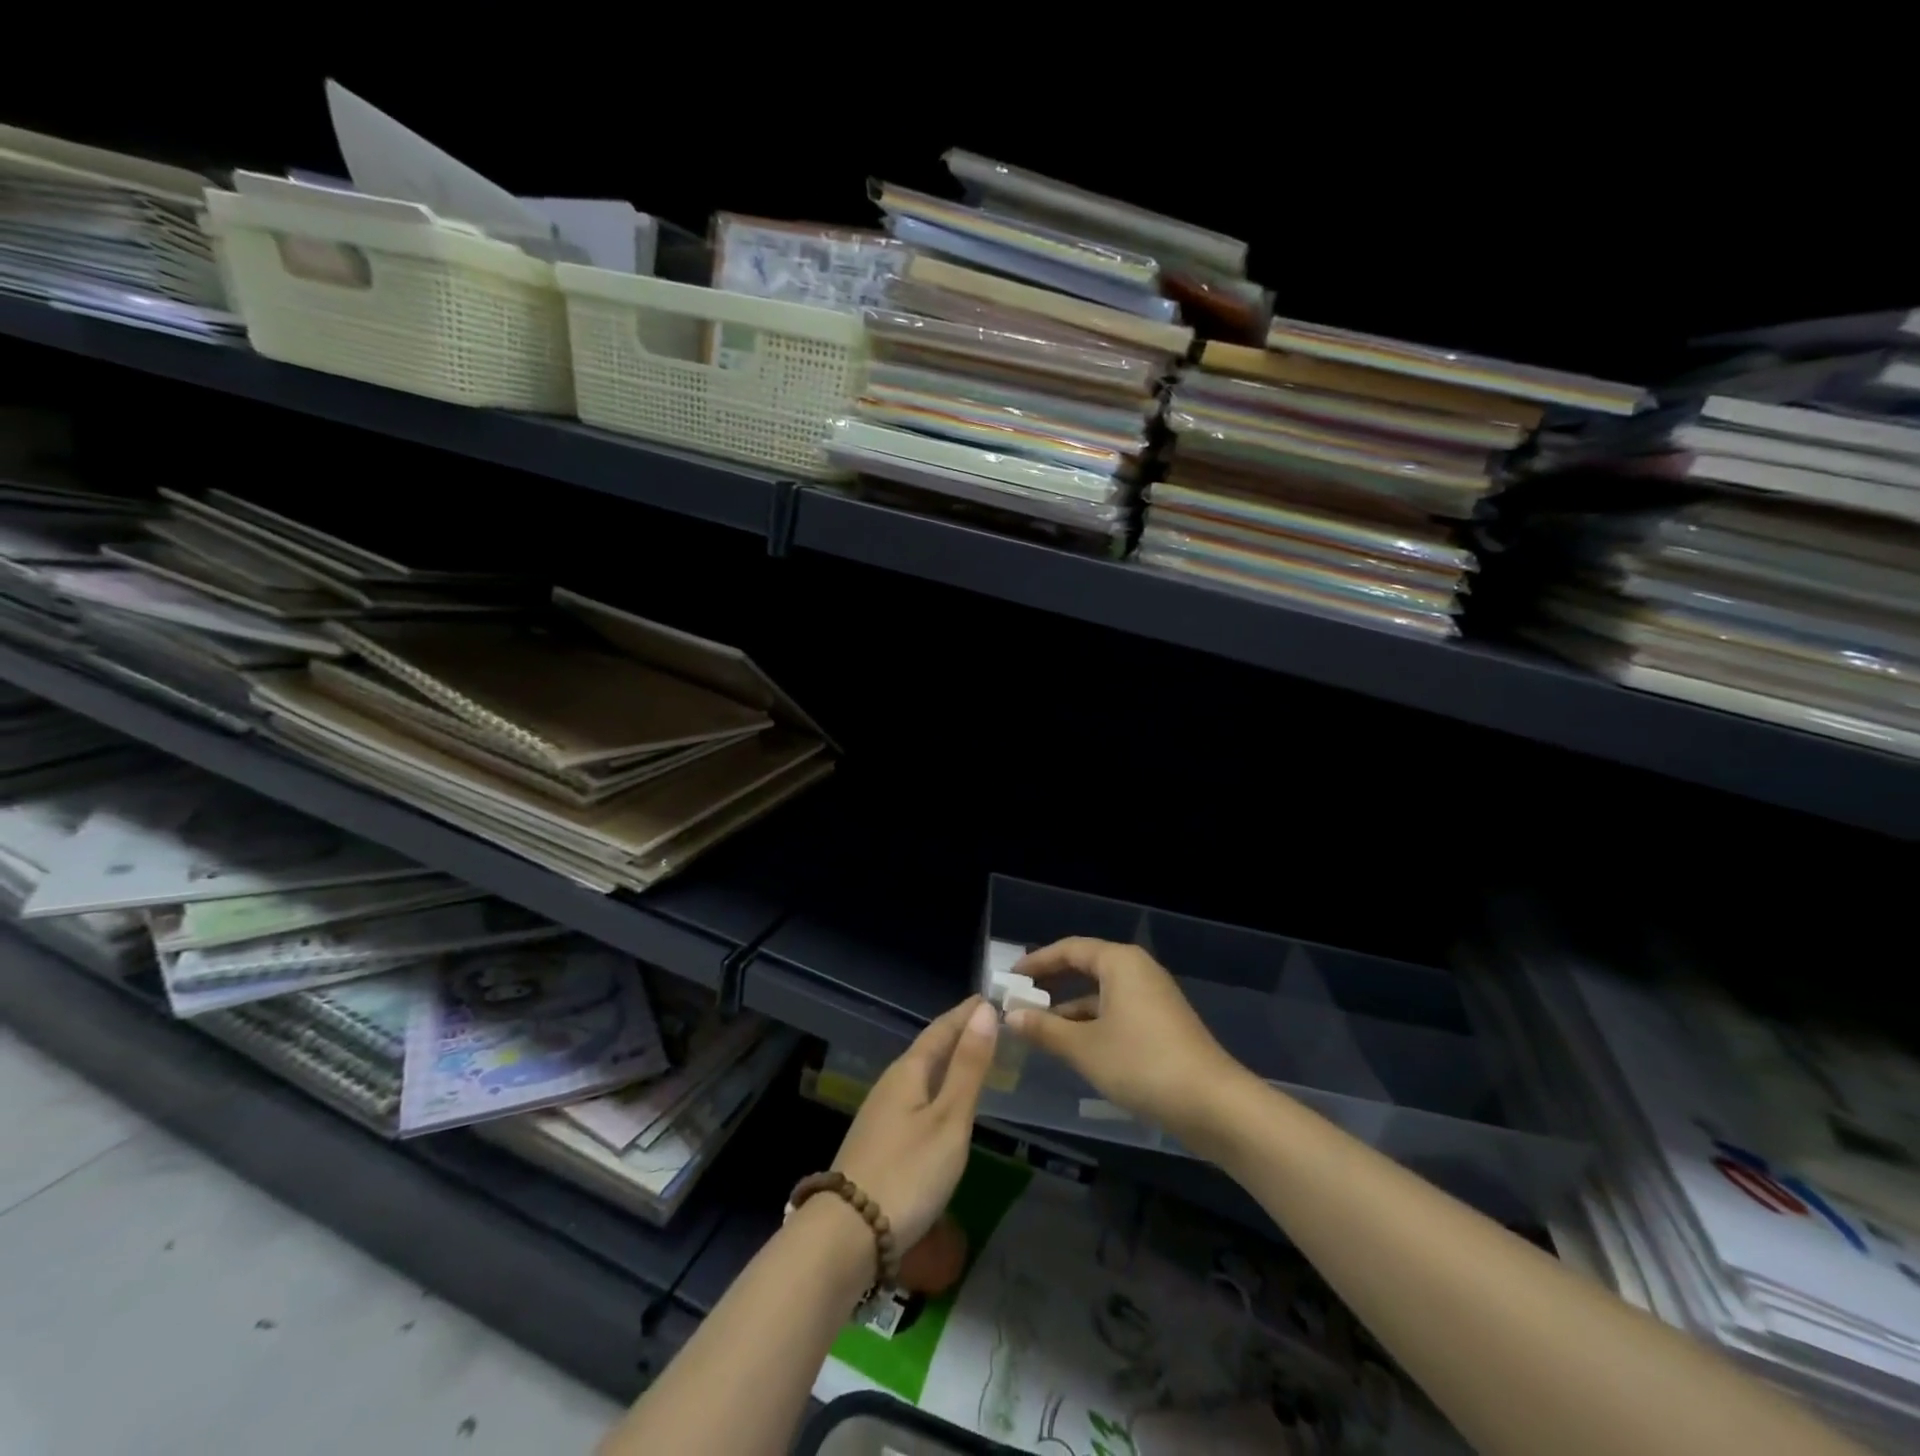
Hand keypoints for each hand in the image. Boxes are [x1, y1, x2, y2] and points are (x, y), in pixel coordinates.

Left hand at [831, 996, 997, 1249]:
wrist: (847, 1234)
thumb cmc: (908, 1172)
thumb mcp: (949, 1120)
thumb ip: (968, 1067)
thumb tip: (984, 1011)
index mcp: (908, 1071)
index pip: (941, 1029)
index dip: (966, 1014)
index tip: (990, 998)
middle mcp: (890, 1084)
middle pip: (928, 1049)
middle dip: (957, 1035)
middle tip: (988, 1024)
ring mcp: (880, 1114)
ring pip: (920, 1075)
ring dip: (947, 1062)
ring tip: (972, 1059)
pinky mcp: (878, 1142)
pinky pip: (914, 1098)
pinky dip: (936, 1089)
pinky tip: (944, 1105)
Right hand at [1008, 938, 1249, 1145]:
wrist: (1213, 1104)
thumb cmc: (1142, 1064)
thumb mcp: (1084, 1048)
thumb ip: (1045, 1029)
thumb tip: (1011, 1016)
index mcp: (1120, 962)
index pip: (1069, 949)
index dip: (1037, 962)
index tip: (1009, 978)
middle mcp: (1137, 971)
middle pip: (1086, 967)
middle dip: (1052, 983)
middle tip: (1019, 999)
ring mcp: (1153, 997)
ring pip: (1101, 993)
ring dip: (1070, 1008)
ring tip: (1038, 1027)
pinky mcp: (1162, 1024)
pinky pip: (1116, 1011)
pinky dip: (1092, 1022)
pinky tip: (1073, 1046)